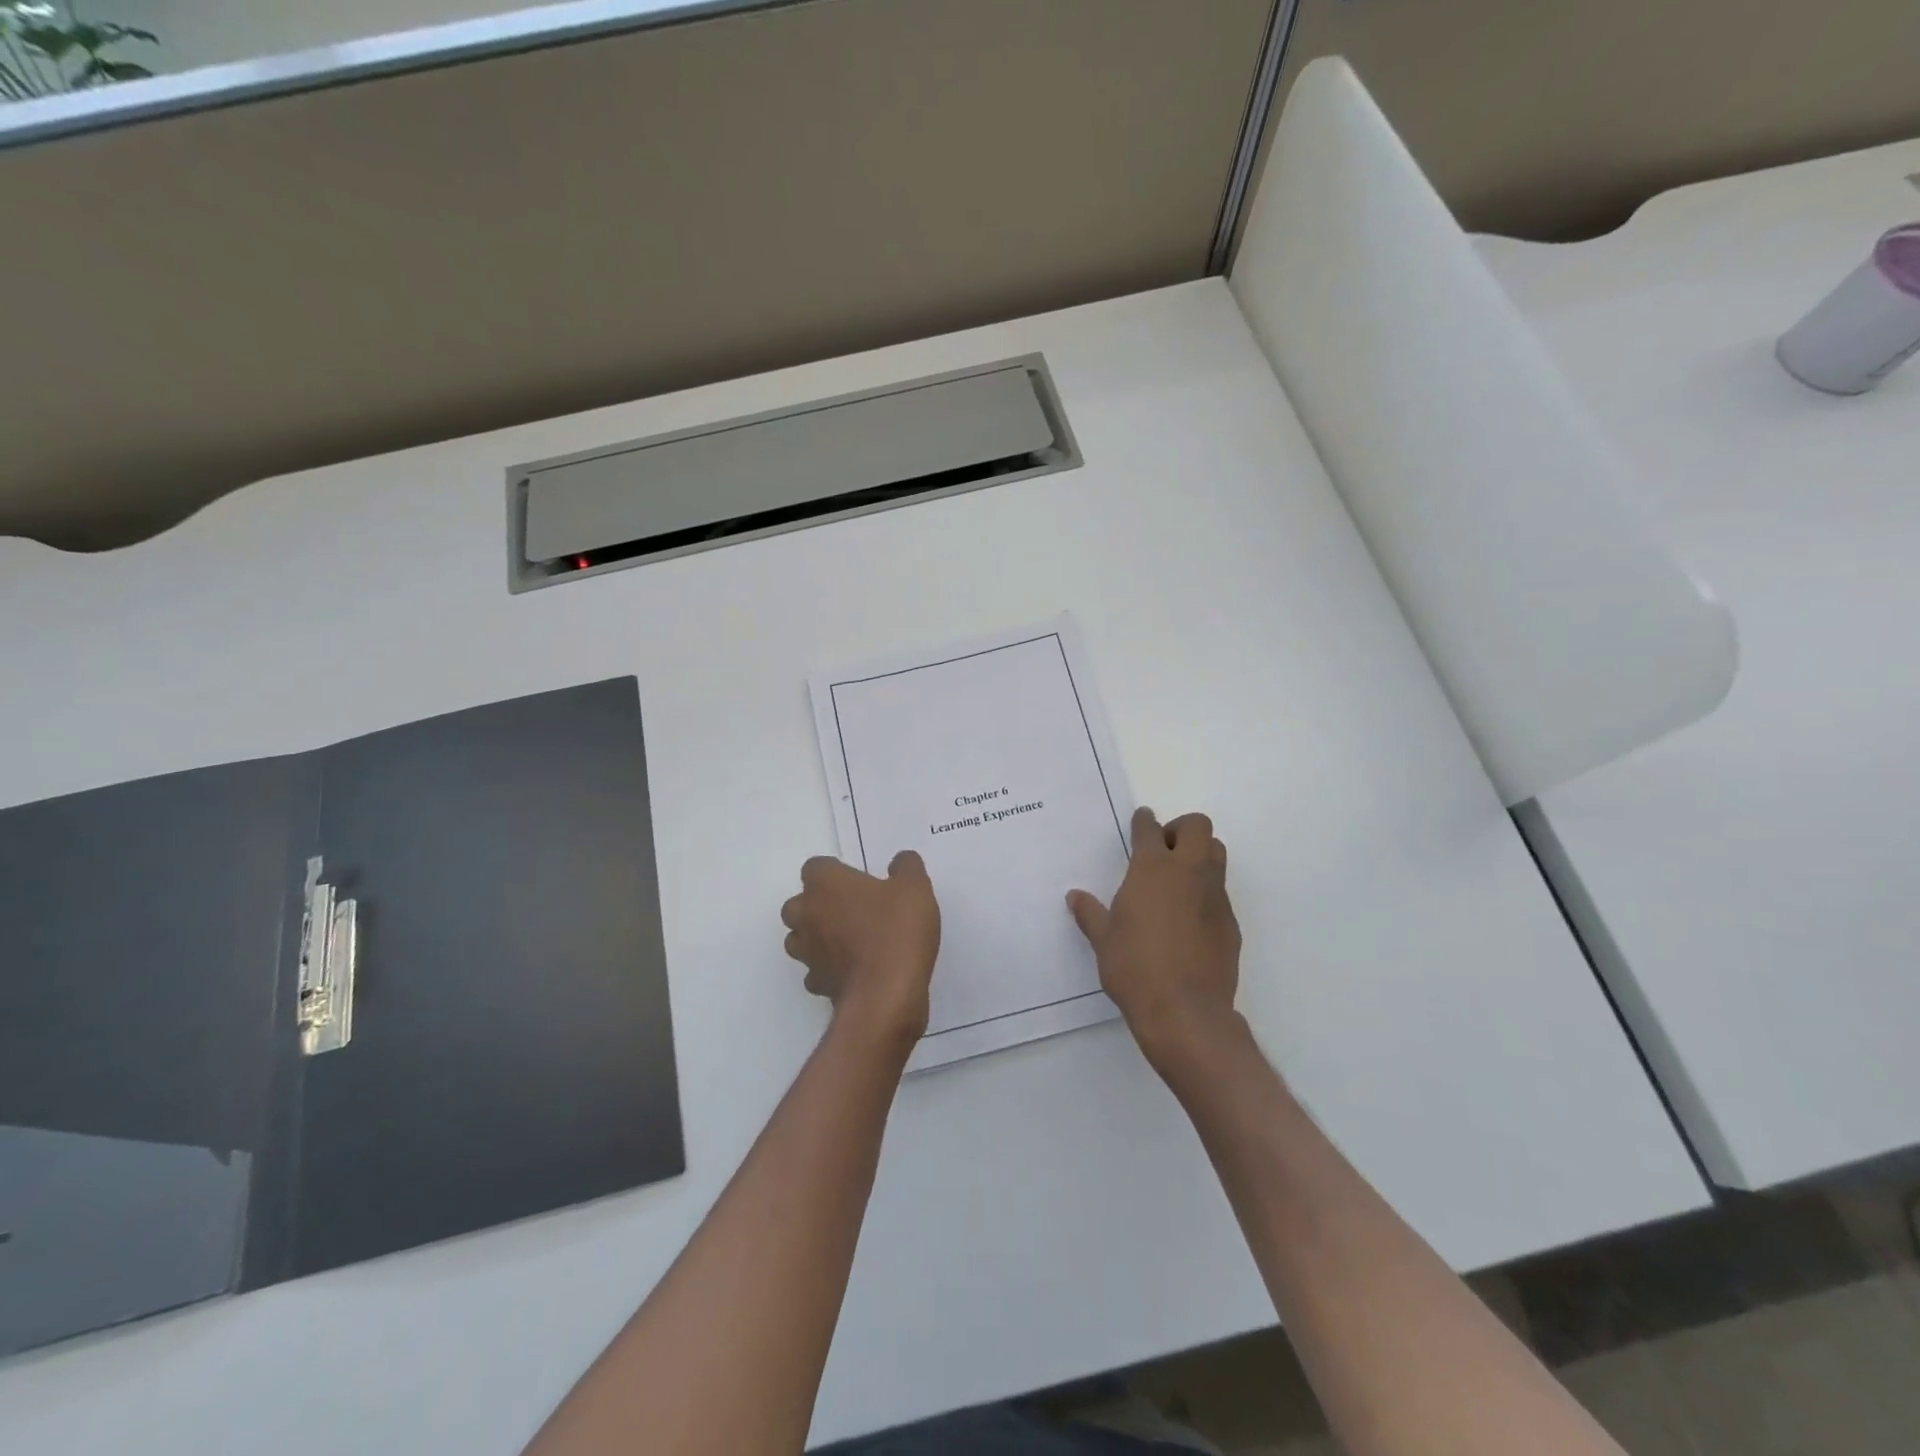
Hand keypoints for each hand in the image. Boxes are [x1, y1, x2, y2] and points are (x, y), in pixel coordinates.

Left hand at [782, 851, 940, 1047]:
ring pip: (799, 939)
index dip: (835, 872)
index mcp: (825, 884)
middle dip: (818, 905)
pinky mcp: (817, 984)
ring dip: (817, 937)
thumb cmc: (896, 930)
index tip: (859, 881)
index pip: (815, 867)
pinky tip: (855, 970)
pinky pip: (816, 971)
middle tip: (852, 909)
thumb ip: (906, 867)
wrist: (886, 994)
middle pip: (798, 904)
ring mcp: (808, 953)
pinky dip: (829, 969)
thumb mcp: (914, 888)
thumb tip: (899, 861)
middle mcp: (807, 915)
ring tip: (850, 940)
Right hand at [1068, 807, 1241, 1074]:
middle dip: (1180, 829)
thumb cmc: (1135, 968)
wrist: (1185, 1011)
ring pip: (1216, 853)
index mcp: (1152, 869)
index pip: (1150, 829)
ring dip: (1199, 854)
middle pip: (1197, 826)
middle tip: (1163, 850)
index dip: (1144, 821)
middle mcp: (1188, 873)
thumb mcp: (1103, 940)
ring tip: (1177, 879)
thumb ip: (1090, 913)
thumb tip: (1075, 897)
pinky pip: (1220, 892)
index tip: (1141, 820)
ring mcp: (1214, 896)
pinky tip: (1189, 919)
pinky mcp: (1230, 922)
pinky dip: (1206, 893)